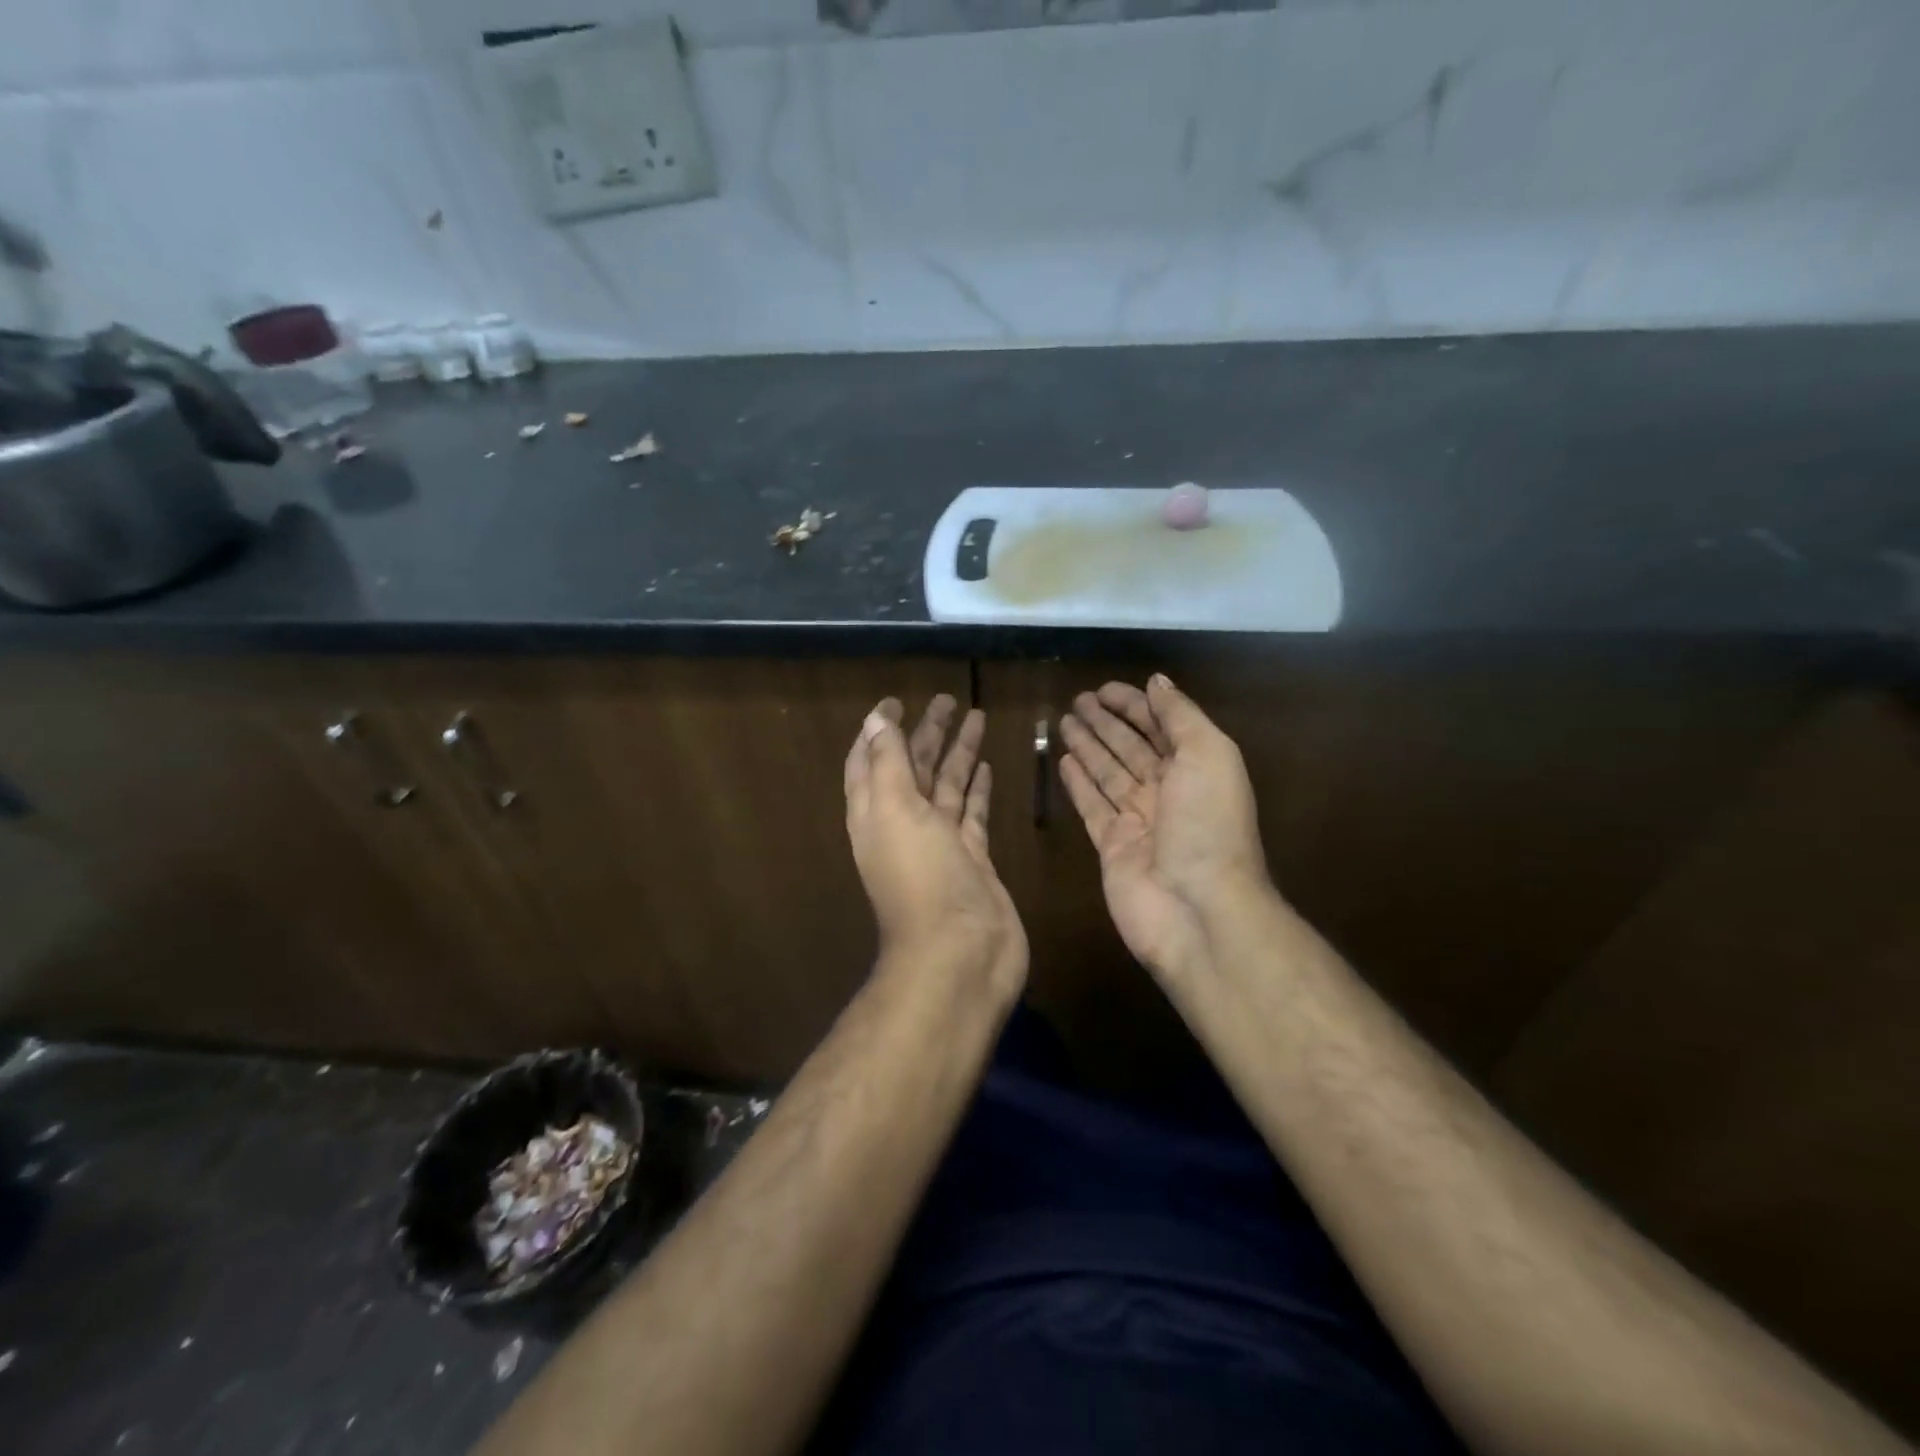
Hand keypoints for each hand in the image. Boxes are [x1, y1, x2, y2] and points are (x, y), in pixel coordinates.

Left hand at [844, 695, 1027, 1001]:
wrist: (960, 953)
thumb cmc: (921, 877)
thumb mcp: (895, 810)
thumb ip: (887, 762)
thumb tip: (875, 719)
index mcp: (876, 812)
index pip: (871, 761)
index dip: (880, 731)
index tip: (895, 701)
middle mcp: (905, 824)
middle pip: (913, 768)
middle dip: (927, 733)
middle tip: (946, 699)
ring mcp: (941, 843)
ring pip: (947, 786)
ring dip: (957, 753)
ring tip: (976, 717)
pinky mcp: (973, 858)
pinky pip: (973, 814)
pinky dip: (978, 790)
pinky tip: (987, 767)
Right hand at [1059, 674, 1269, 982]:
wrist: (1197, 907)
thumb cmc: (1208, 824)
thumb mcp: (1208, 754)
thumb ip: (1180, 716)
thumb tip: (1157, 681)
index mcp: (1196, 767)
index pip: (1160, 726)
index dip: (1135, 705)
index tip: (1105, 688)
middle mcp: (1167, 791)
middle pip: (1130, 748)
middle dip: (1107, 722)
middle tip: (1078, 700)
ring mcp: (1137, 820)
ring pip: (1107, 773)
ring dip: (1088, 746)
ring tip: (1064, 721)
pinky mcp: (1110, 845)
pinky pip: (1091, 805)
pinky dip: (1078, 783)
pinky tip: (1064, 761)